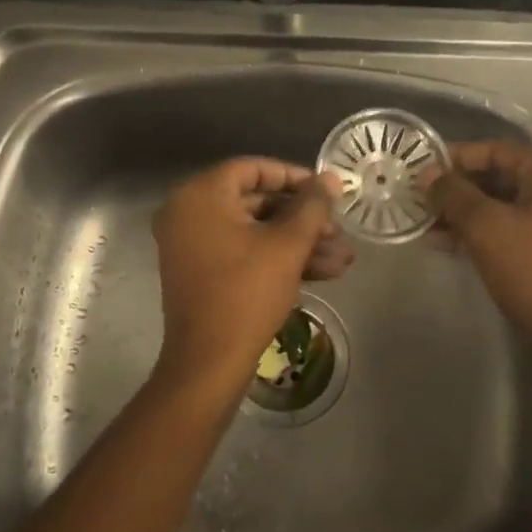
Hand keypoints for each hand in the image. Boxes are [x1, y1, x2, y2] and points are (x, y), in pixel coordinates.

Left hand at [151, 158, 352, 395]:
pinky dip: (278, 259)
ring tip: (343, 258)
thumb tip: (330, 179)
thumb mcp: (287, 245)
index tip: (327, 191)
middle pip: (256, 202)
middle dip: (304, 219)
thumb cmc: (247, 293)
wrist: (209, 362)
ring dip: (299, 243)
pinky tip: (324, 272)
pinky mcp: (202, 273)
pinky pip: (243, 253)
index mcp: (200, 195)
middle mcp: (188, 213)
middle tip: (339, 230)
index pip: (253, 169)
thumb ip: (312, 206)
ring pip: (255, 232)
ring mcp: (192, 245)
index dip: (295, 177)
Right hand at [424, 141, 531, 346]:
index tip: (421, 170)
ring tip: (426, 224)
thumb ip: (453, 194)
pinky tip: (447, 243)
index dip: (455, 158)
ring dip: (464, 213)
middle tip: (419, 199)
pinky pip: (513, 226)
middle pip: (500, 177)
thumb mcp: (485, 226)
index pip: (497, 150)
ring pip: (503, 205)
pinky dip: (483, 231)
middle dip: (457, 190)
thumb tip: (427, 175)